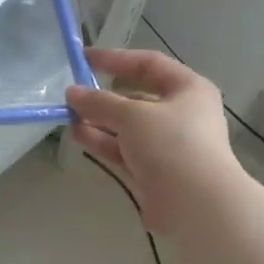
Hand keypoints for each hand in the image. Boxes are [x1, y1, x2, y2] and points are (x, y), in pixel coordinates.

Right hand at [67, 47, 240, 234]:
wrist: (196, 204)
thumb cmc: (171, 145)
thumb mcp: (132, 115)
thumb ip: (99, 103)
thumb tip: (72, 93)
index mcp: (188, 89)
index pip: (149, 64)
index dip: (116, 59)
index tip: (84, 59)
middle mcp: (181, 113)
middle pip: (136, 98)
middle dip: (103, 98)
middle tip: (72, 96)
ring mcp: (167, 144)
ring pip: (127, 127)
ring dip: (99, 121)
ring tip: (68, 118)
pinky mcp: (154, 171)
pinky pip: (125, 150)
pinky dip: (104, 142)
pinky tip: (79, 136)